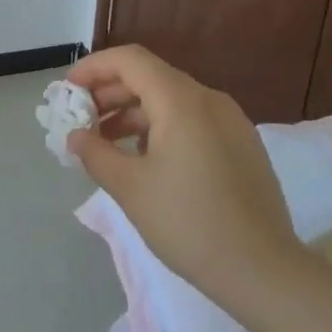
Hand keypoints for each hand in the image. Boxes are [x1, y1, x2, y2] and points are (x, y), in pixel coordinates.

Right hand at [67, 46, 300, 302]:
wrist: (264, 271)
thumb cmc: (189, 223)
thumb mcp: (130, 188)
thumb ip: (96, 154)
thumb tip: (75, 136)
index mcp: (182, 101)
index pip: (130, 60)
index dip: (94, 68)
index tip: (67, 91)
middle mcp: (209, 99)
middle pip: (150, 77)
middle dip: (109, 93)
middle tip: (80, 120)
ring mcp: (231, 122)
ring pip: (171, 101)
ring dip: (133, 113)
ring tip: (105, 144)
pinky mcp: (241, 145)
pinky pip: (192, 121)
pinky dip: (160, 128)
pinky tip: (144, 160)